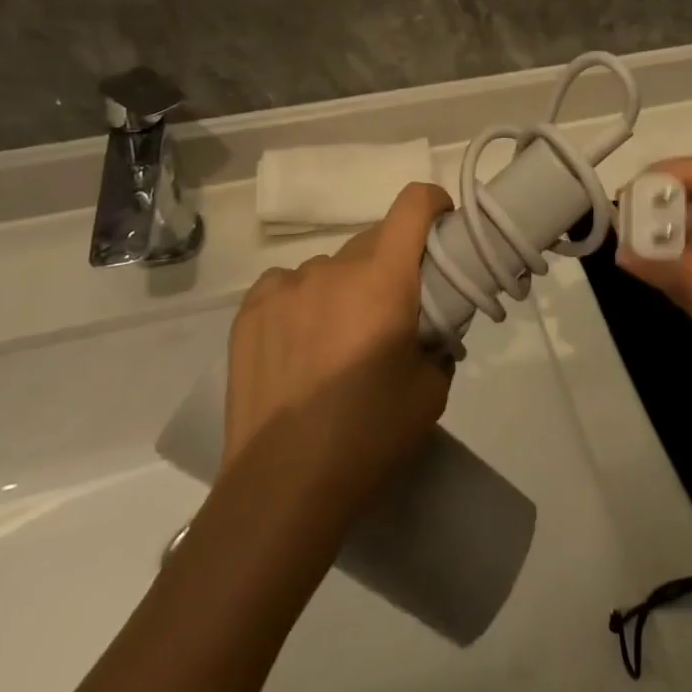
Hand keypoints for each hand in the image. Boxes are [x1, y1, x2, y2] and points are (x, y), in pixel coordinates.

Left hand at [222, 184, 453, 528]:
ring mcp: (287, 285)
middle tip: (391, 312)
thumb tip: (430, 326)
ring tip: (336, 343)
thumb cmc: (368, 437)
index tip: (441, 226)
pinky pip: (288, 285)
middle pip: (374, 240)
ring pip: (330, 267)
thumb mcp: (431, 391)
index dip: (432, 203)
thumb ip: (440, 341)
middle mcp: (334, 268)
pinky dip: (302, 302)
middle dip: (391, 264)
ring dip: (344, 288)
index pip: (413, 204)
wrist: (281, 488)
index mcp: (384, 280)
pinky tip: (296, 346)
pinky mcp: (251, 309)